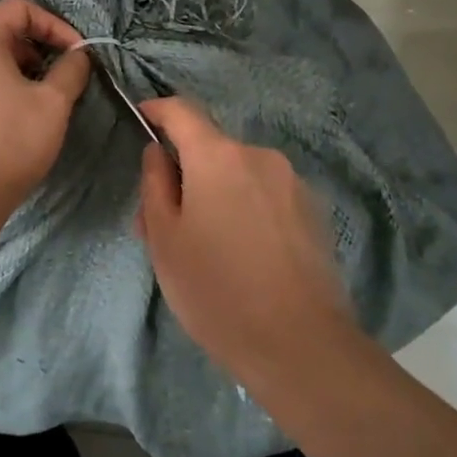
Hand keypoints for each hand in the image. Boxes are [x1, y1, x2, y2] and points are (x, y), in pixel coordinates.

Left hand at [0, 0, 91, 214]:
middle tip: (64, 75)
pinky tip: (22, 117)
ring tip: (47, 99)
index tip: (76, 53)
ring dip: (25, 70)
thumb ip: (71, 70)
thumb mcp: (54, 102)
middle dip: (41, 48)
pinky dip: (6, 87)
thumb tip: (78, 56)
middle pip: (4, 32)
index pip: (20, 8)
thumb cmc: (9, 139)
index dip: (54, 24)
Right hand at [137, 97, 354, 382]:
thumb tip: (158, 152)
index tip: (142, 118)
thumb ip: (155, 185)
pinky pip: (266, 195)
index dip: (158, 110)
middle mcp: (259, 156)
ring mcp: (292, 183)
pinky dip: (246, 208)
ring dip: (217, 193)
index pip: (182, 110)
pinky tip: (244, 256)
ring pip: (239, 174)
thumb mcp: (165, 240)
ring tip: (206, 247)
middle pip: (211, 149)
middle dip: (186, 172)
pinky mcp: (314, 212)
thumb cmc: (217, 290)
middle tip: (165, 221)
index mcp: (218, 156)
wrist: (301, 346)